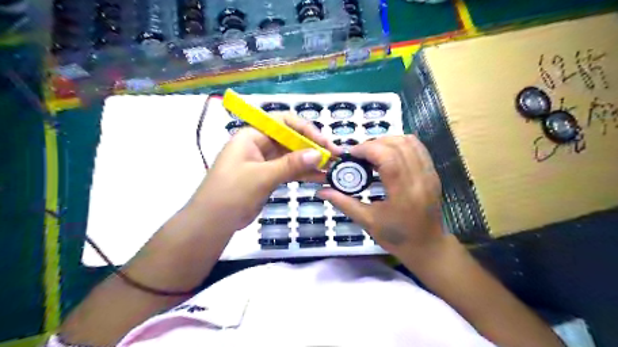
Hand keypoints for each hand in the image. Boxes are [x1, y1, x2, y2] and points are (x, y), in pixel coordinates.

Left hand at [190, 113, 339, 232]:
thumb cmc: (231, 192)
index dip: (305, 129)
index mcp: (253, 135)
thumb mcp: (261, 176)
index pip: (283, 122)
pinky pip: (290, 171)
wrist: (213, 222)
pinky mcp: (270, 176)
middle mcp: (260, 144)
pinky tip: (320, 177)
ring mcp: (266, 161)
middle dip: (312, 146)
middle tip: (333, 156)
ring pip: (293, 156)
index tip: (323, 142)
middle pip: (291, 139)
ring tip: (332, 167)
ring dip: (311, 161)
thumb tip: (318, 154)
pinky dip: (304, 173)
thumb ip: (290, 164)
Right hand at [319, 134, 443, 263]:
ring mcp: (430, 173)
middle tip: (359, 155)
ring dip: (387, 141)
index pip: (388, 157)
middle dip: (374, 143)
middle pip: (398, 145)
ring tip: (372, 153)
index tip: (351, 154)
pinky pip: (417, 147)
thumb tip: (320, 191)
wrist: (427, 246)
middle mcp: (420, 178)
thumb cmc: (396, 237)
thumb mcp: (367, 222)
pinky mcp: (433, 172)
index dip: (367, 149)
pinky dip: (400, 144)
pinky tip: (387, 154)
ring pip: (409, 142)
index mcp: (404, 193)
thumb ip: (344, 203)